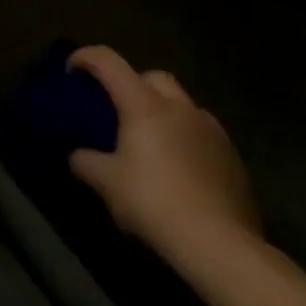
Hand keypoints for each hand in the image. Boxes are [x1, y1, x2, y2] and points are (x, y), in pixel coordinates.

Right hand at [66, 46, 259, 261]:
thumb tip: (78, 156)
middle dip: (133, 85)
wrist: (222, 248)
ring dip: (165, 113)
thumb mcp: (108, 184)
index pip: (108, 61)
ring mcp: (212, 131)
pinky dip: (187, 140)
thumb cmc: (156, 204)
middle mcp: (180, 107)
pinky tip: (182, 170)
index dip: (85, 58)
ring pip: (183, 105)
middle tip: (120, 111)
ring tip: (154, 143)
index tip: (72, 72)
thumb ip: (86, 162)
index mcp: (144, 104)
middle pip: (152, 77)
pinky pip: (203, 134)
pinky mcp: (234, 159)